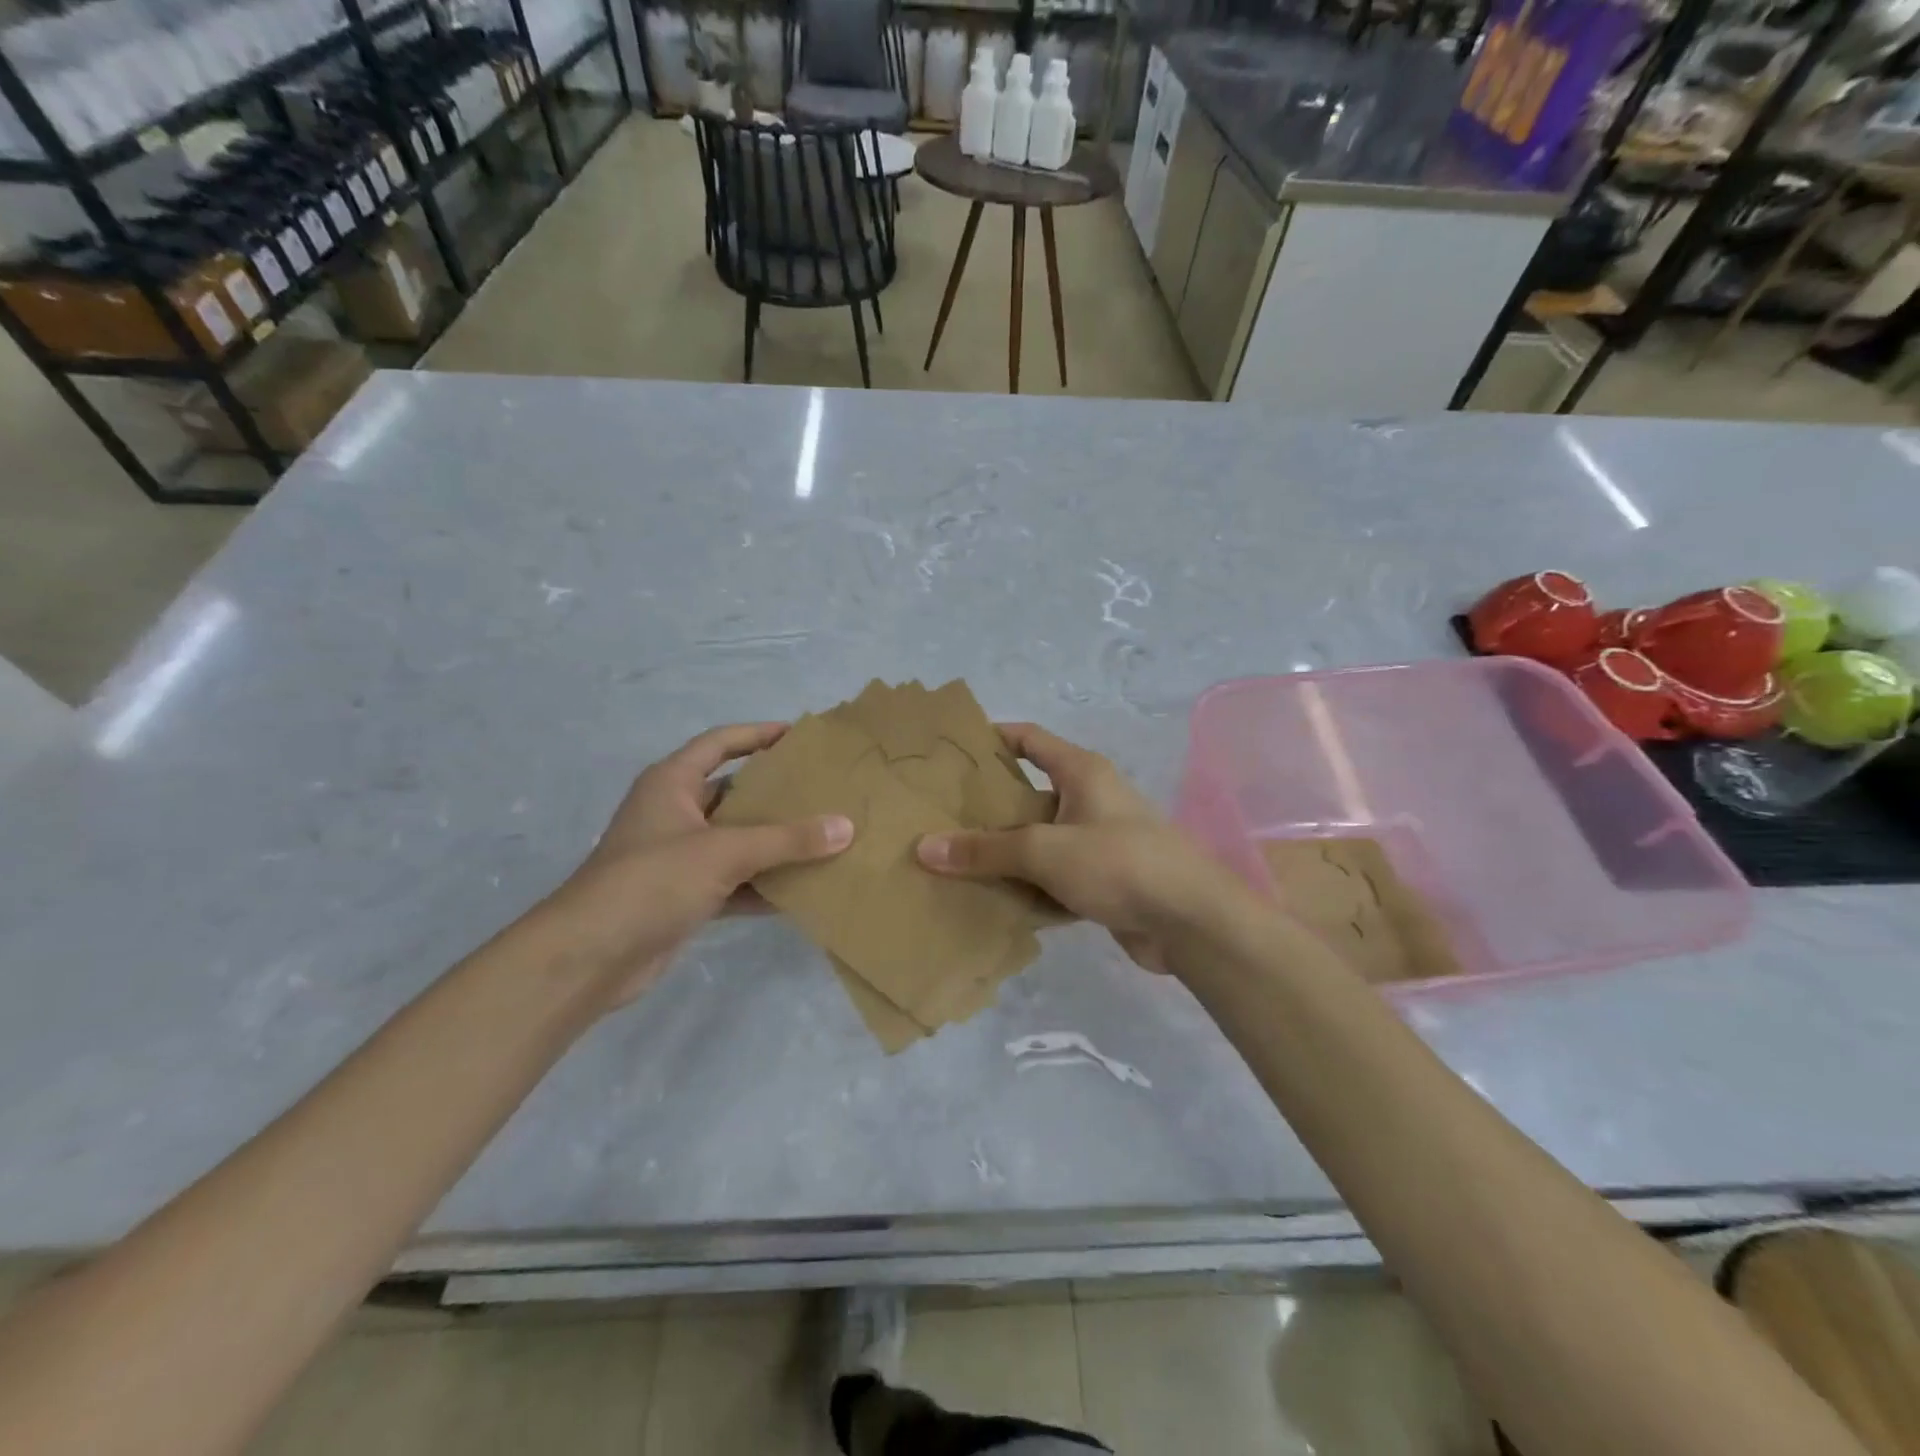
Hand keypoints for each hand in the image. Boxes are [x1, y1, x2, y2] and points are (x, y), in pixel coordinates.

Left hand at [541, 723, 851, 1008]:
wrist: (590, 957)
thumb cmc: (653, 881)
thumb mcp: (725, 852)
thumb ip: (787, 839)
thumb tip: (846, 827)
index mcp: (671, 783)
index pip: (719, 743)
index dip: (757, 734)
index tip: (799, 736)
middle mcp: (674, 813)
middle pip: (732, 793)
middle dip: (775, 793)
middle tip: (823, 790)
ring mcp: (678, 857)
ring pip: (736, 840)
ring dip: (773, 843)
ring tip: (823, 837)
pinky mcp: (683, 896)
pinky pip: (734, 881)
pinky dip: (763, 885)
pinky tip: (801, 889)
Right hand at [915, 722, 1229, 971]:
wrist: (1190, 921)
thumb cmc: (1118, 862)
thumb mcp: (1044, 850)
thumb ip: (985, 850)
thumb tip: (925, 848)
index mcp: (1081, 772)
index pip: (1030, 738)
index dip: (993, 737)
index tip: (952, 750)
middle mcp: (1091, 799)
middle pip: (1029, 793)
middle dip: (988, 807)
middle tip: (941, 816)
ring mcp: (1098, 841)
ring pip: (1040, 840)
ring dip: (1006, 853)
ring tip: (955, 862)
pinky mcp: (1104, 881)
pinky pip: (1054, 877)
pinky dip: (1029, 887)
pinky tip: (994, 902)